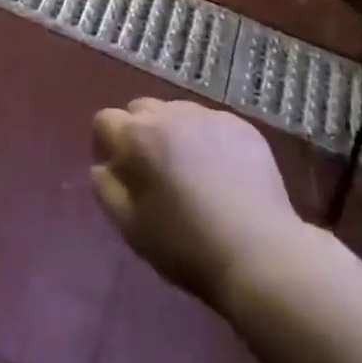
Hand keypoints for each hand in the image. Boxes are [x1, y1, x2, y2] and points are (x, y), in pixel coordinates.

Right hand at [91, 98, 305, 309]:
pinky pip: (212, 124)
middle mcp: (169, 115)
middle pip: (141, 110)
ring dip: (174, 133)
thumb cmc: (185, 245)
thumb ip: (106, 189)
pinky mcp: (241, 126)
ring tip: (191, 171)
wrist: (259, 253)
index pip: (105, 120)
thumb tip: (102, 167)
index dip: (107, 144)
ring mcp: (208, 116)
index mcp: (137, 137)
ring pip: (177, 113)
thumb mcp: (131, 227)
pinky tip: (223, 173)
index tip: (119, 171)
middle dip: (140, 133)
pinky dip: (209, 140)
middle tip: (154, 170)